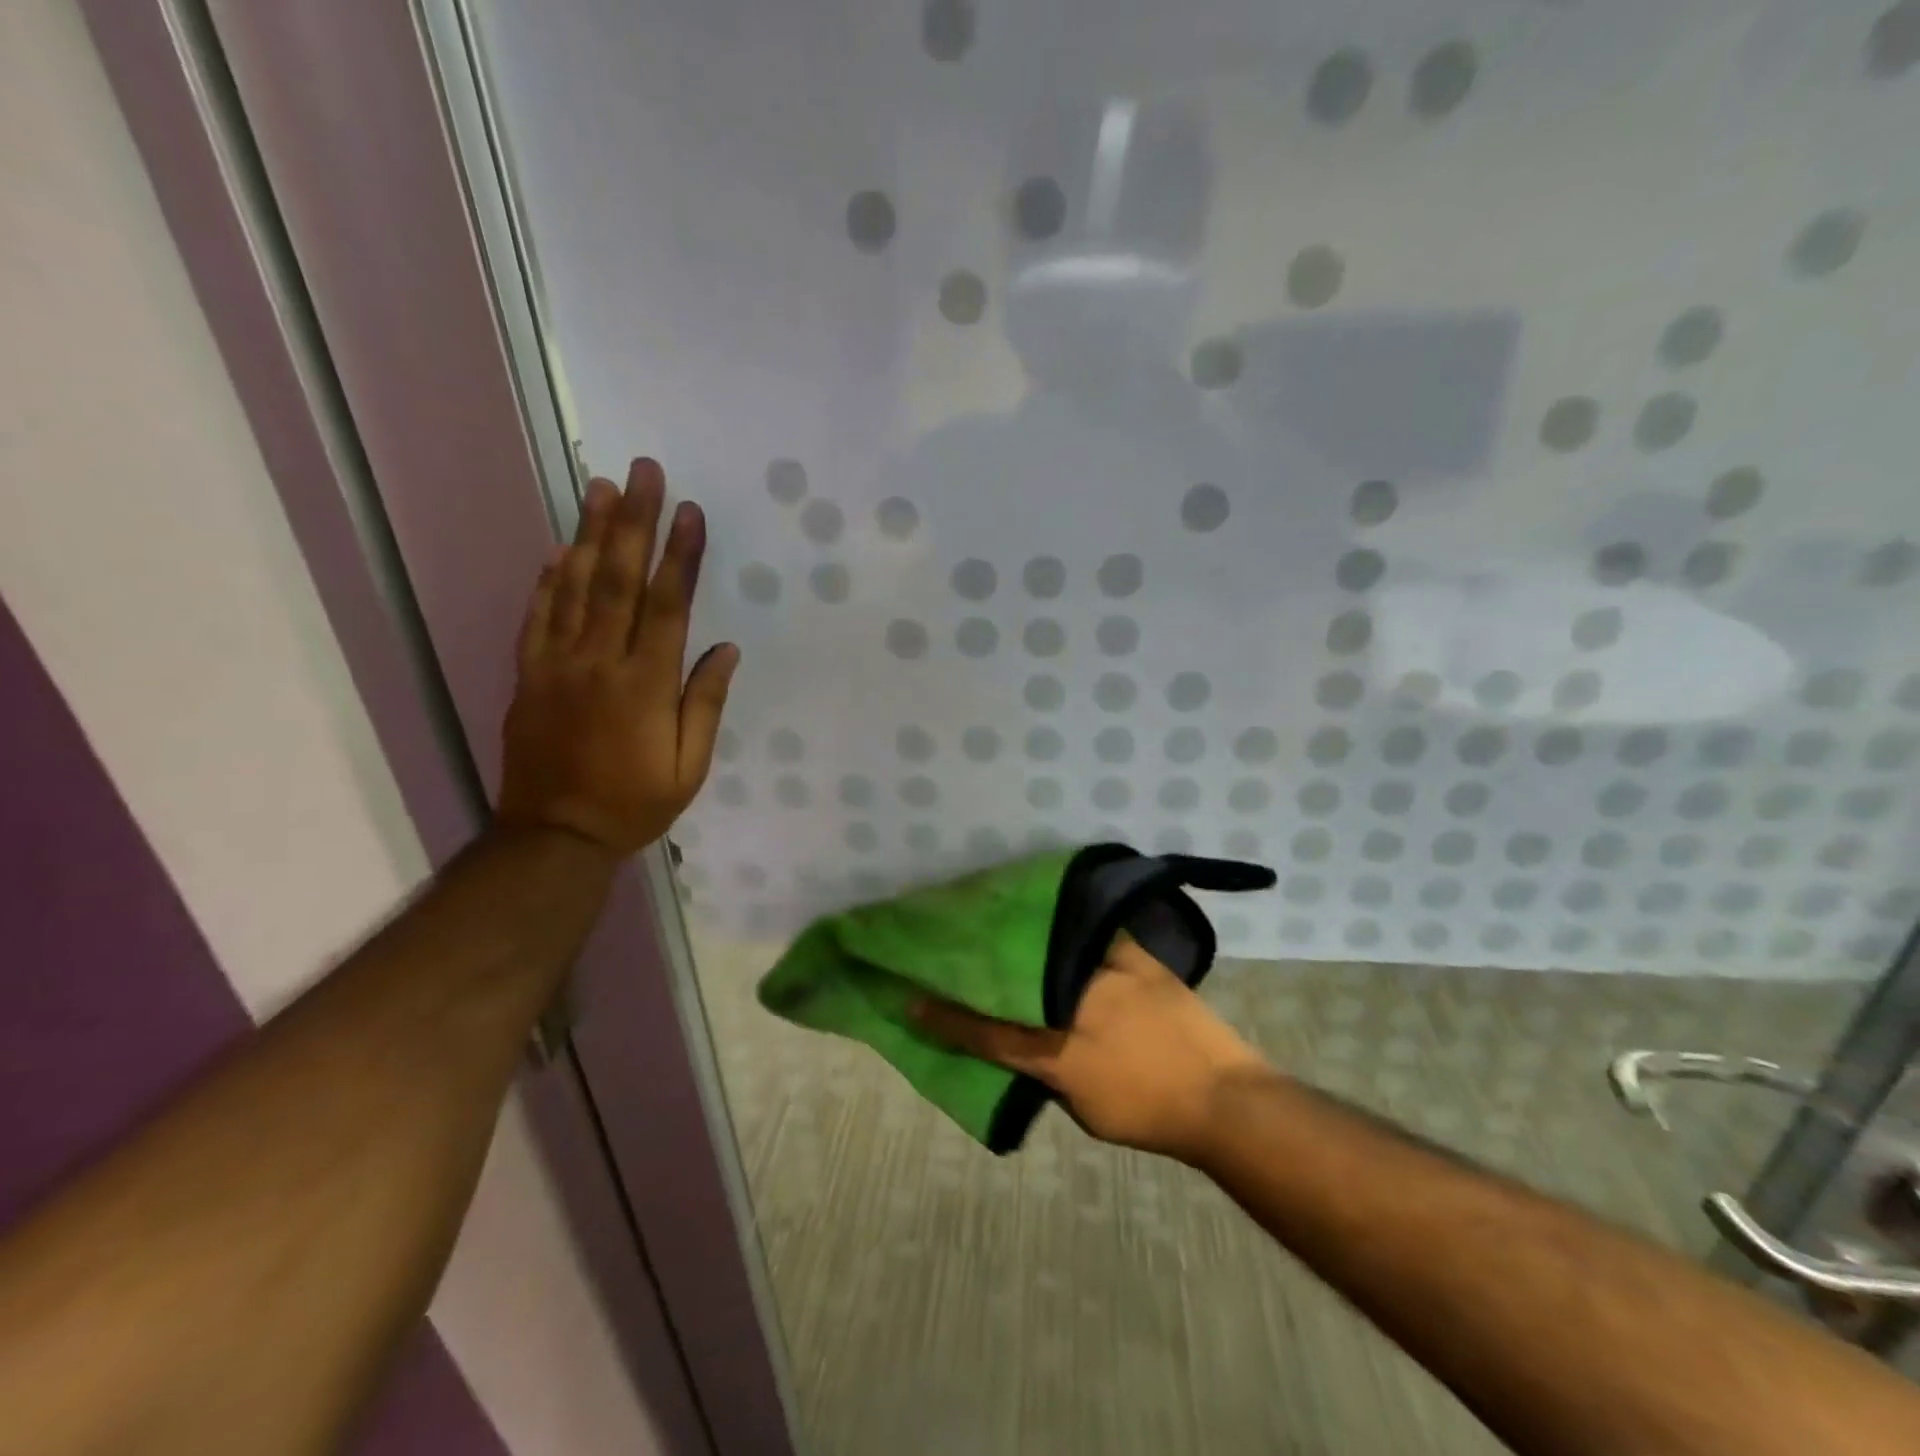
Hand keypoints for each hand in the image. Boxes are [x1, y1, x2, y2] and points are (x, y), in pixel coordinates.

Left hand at [497, 458, 738, 858]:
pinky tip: (557, 549)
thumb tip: (724, 650)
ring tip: (599, 487)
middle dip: (632, 522)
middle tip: (641, 471)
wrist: (555, 836)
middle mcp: (599, 662)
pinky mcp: (527, 675)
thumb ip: (705, 704)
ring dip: (588, 534)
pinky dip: (547, 580)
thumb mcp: (689, 767)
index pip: (666, 606)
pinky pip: (536, 617)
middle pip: (617, 580)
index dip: (679, 556)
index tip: (688, 510)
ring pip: (573, 587)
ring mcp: (556, 665)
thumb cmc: (635, 804)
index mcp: (645, 685)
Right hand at [914, 936, 1269, 1161]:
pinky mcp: (1134, 954)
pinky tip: (1056, 911)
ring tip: (995, 918)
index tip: (911, 998)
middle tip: (954, 941)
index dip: (946, 1017)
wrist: (1222, 1097)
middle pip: (1014, 978)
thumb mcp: (1084, 1106)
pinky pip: (1092, 931)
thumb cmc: (1150, 1113)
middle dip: (981, 961)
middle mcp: (1073, 1004)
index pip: (986, 1031)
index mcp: (1055, 1051)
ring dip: (1023, 939)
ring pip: (1049, 948)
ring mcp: (1105, 973)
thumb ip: (1050, 1072)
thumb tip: (1032, 1042)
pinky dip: (1071, 924)